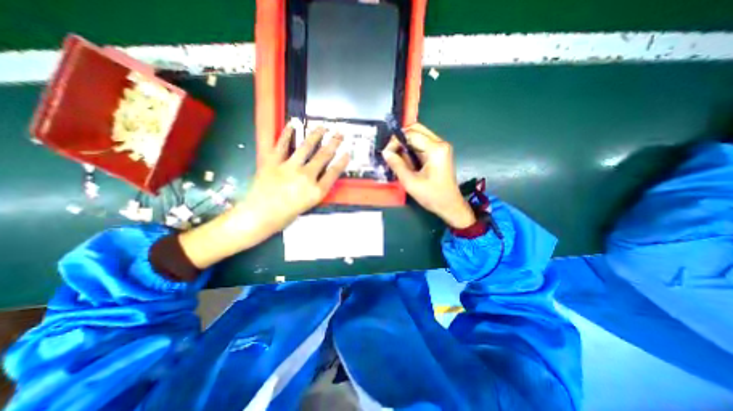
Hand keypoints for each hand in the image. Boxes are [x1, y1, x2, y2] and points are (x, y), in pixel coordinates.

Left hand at [238, 124, 346, 234]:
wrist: (258, 216)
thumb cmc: (284, 216)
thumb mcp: (307, 205)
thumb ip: (315, 189)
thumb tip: (319, 177)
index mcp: (316, 191)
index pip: (334, 172)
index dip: (342, 161)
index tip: (347, 153)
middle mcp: (306, 177)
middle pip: (323, 156)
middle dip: (333, 143)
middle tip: (339, 134)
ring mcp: (289, 167)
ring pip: (306, 147)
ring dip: (316, 135)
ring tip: (322, 127)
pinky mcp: (273, 162)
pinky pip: (281, 145)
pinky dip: (287, 134)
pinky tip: (292, 124)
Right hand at [380, 124, 478, 229]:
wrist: (449, 205)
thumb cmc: (432, 195)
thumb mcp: (410, 182)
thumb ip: (397, 165)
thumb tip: (385, 152)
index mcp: (435, 149)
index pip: (411, 134)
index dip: (395, 141)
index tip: (386, 152)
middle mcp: (440, 143)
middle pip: (416, 129)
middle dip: (400, 138)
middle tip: (390, 152)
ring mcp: (440, 147)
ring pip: (418, 135)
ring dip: (405, 143)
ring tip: (396, 156)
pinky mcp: (439, 152)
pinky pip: (422, 143)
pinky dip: (411, 148)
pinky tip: (405, 159)